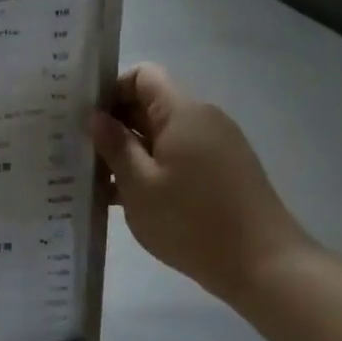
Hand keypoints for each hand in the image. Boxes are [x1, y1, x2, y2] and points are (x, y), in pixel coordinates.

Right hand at [91, 64, 313, 305]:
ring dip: (129, 152)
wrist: (263, 265)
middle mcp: (202, 119)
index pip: (142, 75)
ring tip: (95, 180)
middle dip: (114, 125)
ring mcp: (215, 146)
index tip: (84, 121)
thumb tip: (96, 117)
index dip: (110, 90)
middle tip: (78, 152)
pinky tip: (125, 198)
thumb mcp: (139, 185)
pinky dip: (150, 169)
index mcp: (182, 113)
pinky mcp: (221, 172)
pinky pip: (176, 156)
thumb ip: (115, 146)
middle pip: (150, 104)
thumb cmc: (192, 222)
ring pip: (160, 135)